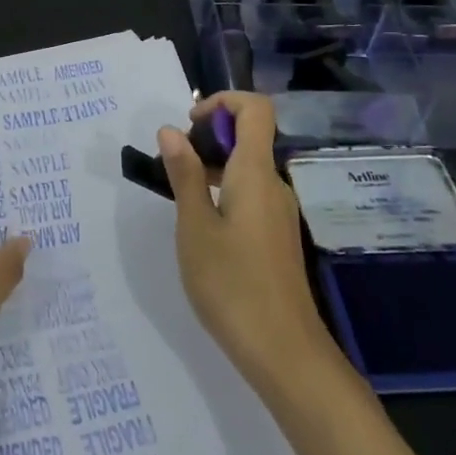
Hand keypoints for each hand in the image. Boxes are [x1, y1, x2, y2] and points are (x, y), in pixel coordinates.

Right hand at [160, 92, 433, 454]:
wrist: (284, 352)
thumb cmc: (232, 283)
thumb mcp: (194, 226)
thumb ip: (184, 174)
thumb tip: (171, 129)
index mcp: (256, 172)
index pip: (255, 109)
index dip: (223, 102)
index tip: (191, 123)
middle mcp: (275, 184)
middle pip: (250, 137)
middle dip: (210, 137)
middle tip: (174, 166)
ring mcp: (280, 212)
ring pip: (249, 168)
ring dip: (215, 167)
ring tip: (181, 200)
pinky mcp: (278, 237)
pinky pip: (252, 194)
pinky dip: (226, 192)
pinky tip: (203, 228)